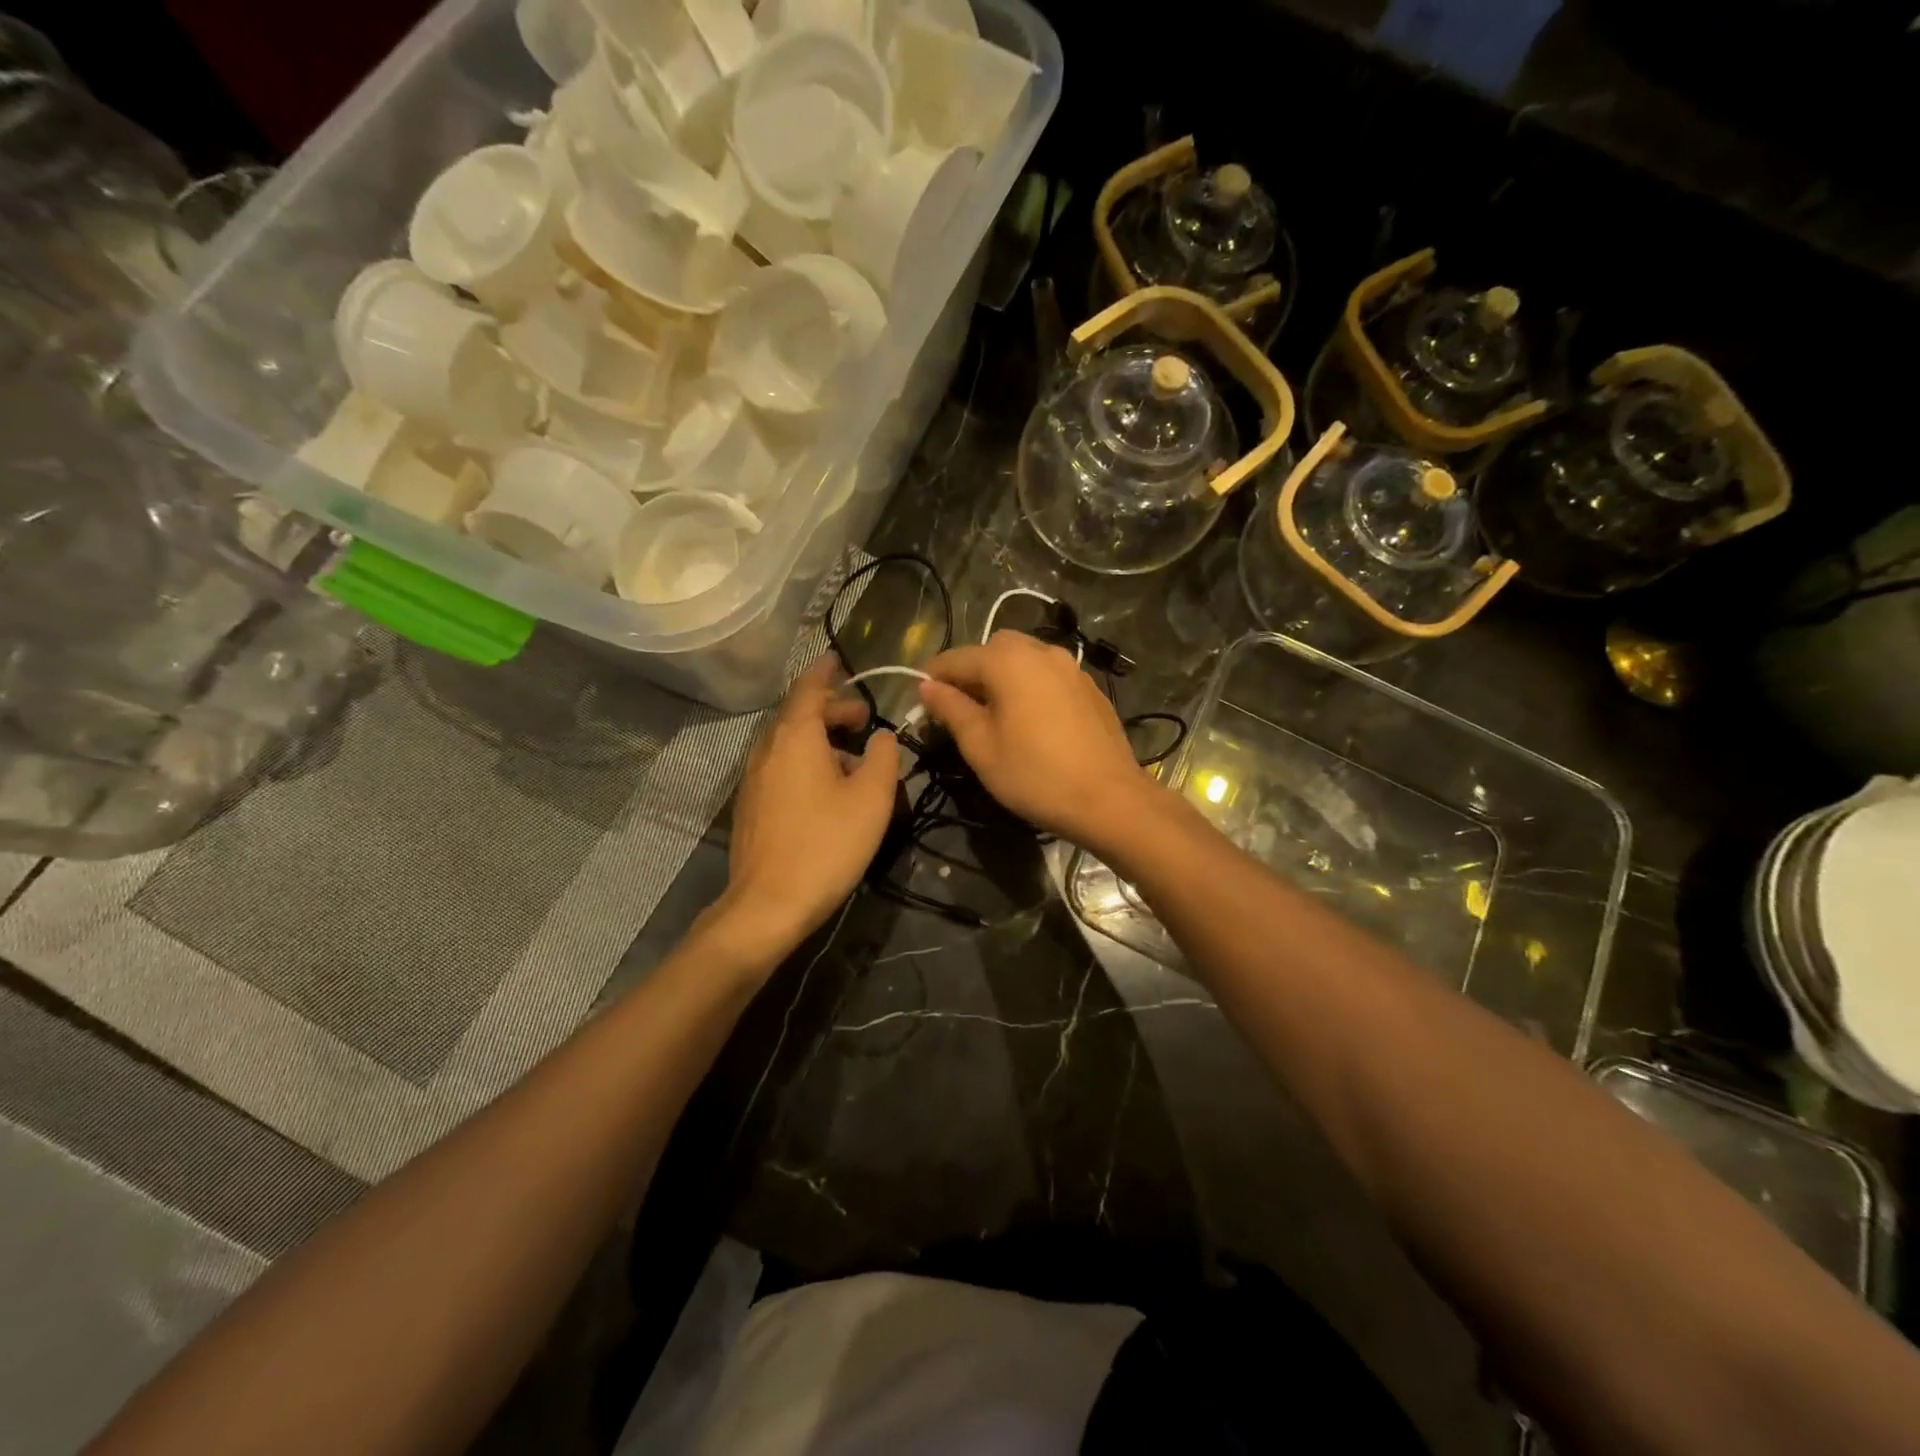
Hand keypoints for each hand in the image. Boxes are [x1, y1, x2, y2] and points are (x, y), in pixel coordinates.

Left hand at [716, 658, 898, 963]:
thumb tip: (883, 736)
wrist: (769, 904)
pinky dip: (804, 759)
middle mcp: (767, 749)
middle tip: (864, 719)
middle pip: (798, 714)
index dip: (827, 672)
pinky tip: (826, 787)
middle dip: (832, 710)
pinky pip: (780, 765)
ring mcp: (753, 778)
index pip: (809, 689)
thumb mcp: (872, 797)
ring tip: (852, 755)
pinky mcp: (751, 805)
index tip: (840, 660)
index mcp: (795, 737)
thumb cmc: (827, 844)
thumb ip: (885, 756)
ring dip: (819, 737)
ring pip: (788, 742)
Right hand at [918, 631, 1156, 851]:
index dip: (933, 677)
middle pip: (994, 649)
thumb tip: (927, 687)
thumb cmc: (1035, 775)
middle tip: (959, 707)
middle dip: (971, 671)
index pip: (957, 658)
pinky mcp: (1090, 688)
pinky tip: (1029, 719)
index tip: (920, 700)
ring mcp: (1072, 668)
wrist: (1110, 799)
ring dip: (1002, 676)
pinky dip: (1030, 685)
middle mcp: (1042, 652)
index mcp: (1009, 661)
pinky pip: (1048, 675)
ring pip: (1025, 658)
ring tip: (993, 713)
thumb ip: (951, 709)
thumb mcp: (981, 747)